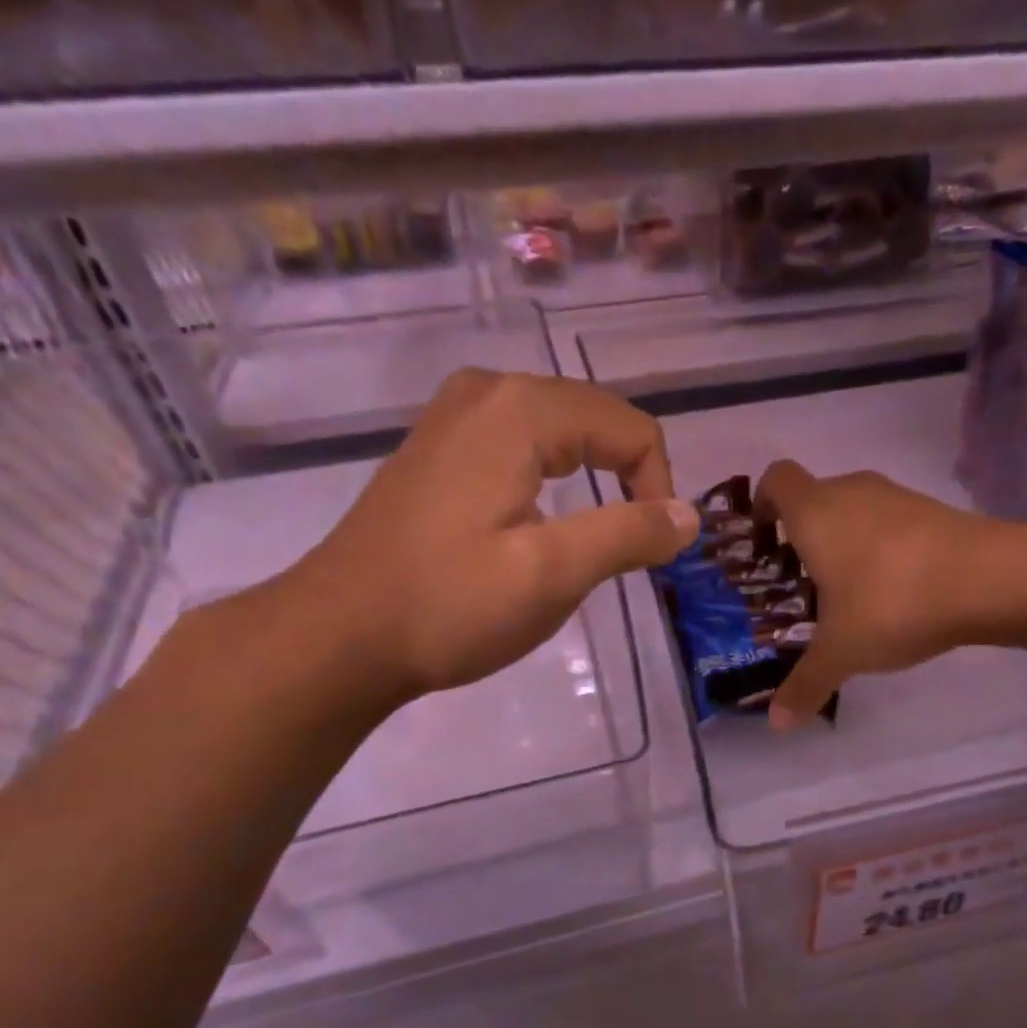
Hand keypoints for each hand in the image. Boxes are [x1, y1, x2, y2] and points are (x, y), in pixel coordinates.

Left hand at [288, 369, 697, 703]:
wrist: (338, 636)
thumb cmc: (449, 604)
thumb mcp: (553, 573)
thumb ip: (630, 534)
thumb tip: (688, 516)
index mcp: (520, 410)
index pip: (631, 428)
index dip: (659, 487)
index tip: (651, 550)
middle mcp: (488, 391)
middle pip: (596, 419)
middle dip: (630, 477)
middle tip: (632, 546)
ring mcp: (456, 415)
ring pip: (561, 429)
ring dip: (595, 476)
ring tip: (597, 533)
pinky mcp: (440, 446)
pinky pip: (522, 441)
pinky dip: (554, 474)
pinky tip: (542, 518)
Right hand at [754, 460, 998, 730]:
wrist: (988, 579)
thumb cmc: (891, 603)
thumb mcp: (841, 652)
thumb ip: (805, 684)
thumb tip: (777, 724)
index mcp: (814, 512)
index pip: (776, 479)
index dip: (763, 504)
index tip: (765, 541)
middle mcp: (851, 492)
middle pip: (815, 499)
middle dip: (804, 537)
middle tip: (803, 584)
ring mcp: (896, 496)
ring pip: (855, 510)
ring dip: (846, 542)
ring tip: (850, 594)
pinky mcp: (933, 510)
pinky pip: (891, 523)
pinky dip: (883, 548)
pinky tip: (896, 591)